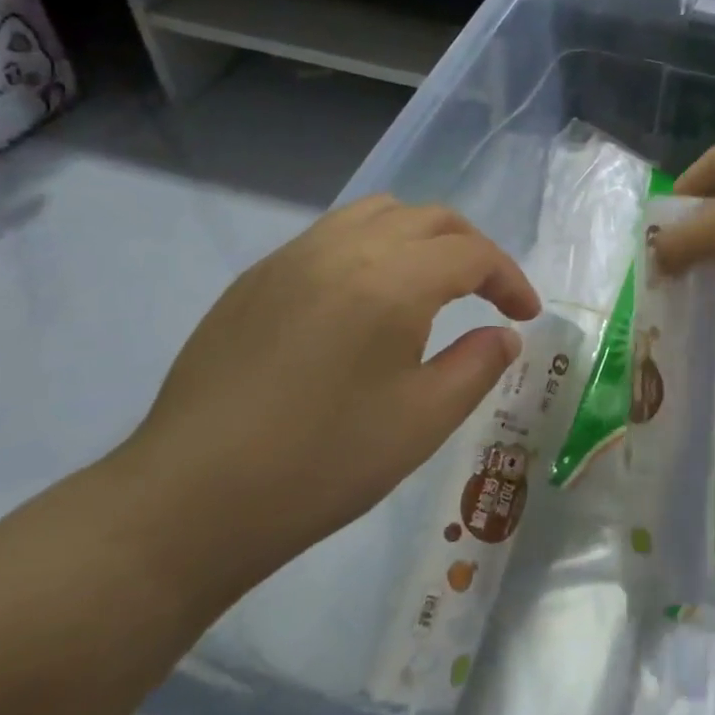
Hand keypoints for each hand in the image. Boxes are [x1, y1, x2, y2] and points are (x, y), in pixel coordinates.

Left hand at [115, 197, 539, 594]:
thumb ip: (478, 365)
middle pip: (430, 218)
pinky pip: (332, 234)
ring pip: (378, 213)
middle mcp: (345, 249)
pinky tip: (366, 299)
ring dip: (421, 237)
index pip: (472, 254)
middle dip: (472, 249)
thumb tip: (504, 335)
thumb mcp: (423, 421)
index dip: (509, 279)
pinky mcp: (256, 278)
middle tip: (489, 293)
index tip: (526, 315)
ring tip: (432, 283)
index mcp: (392, 281)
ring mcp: (293, 258)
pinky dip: (372, 246)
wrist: (188, 502)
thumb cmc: (322, 464)